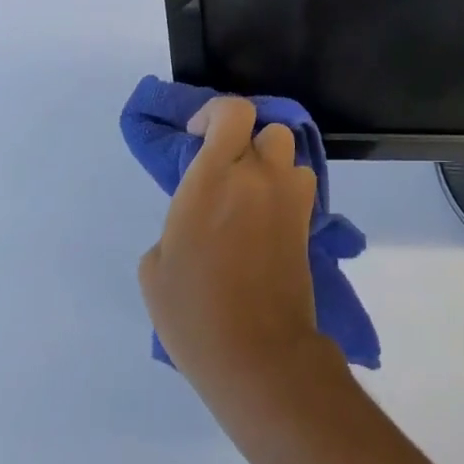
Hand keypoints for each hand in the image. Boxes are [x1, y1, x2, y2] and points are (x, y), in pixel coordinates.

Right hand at [138, 98, 335, 404]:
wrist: (257, 350)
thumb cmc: (194, 313)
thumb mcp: (157, 267)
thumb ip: (178, 221)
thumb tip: (198, 214)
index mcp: (212, 179)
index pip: (233, 112)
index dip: (216, 113)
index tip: (198, 135)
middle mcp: (257, 176)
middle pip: (266, 128)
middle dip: (245, 141)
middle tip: (225, 171)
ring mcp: (288, 197)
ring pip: (288, 153)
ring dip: (269, 164)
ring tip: (249, 195)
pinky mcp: (306, 220)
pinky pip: (299, 184)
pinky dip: (285, 189)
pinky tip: (267, 219)